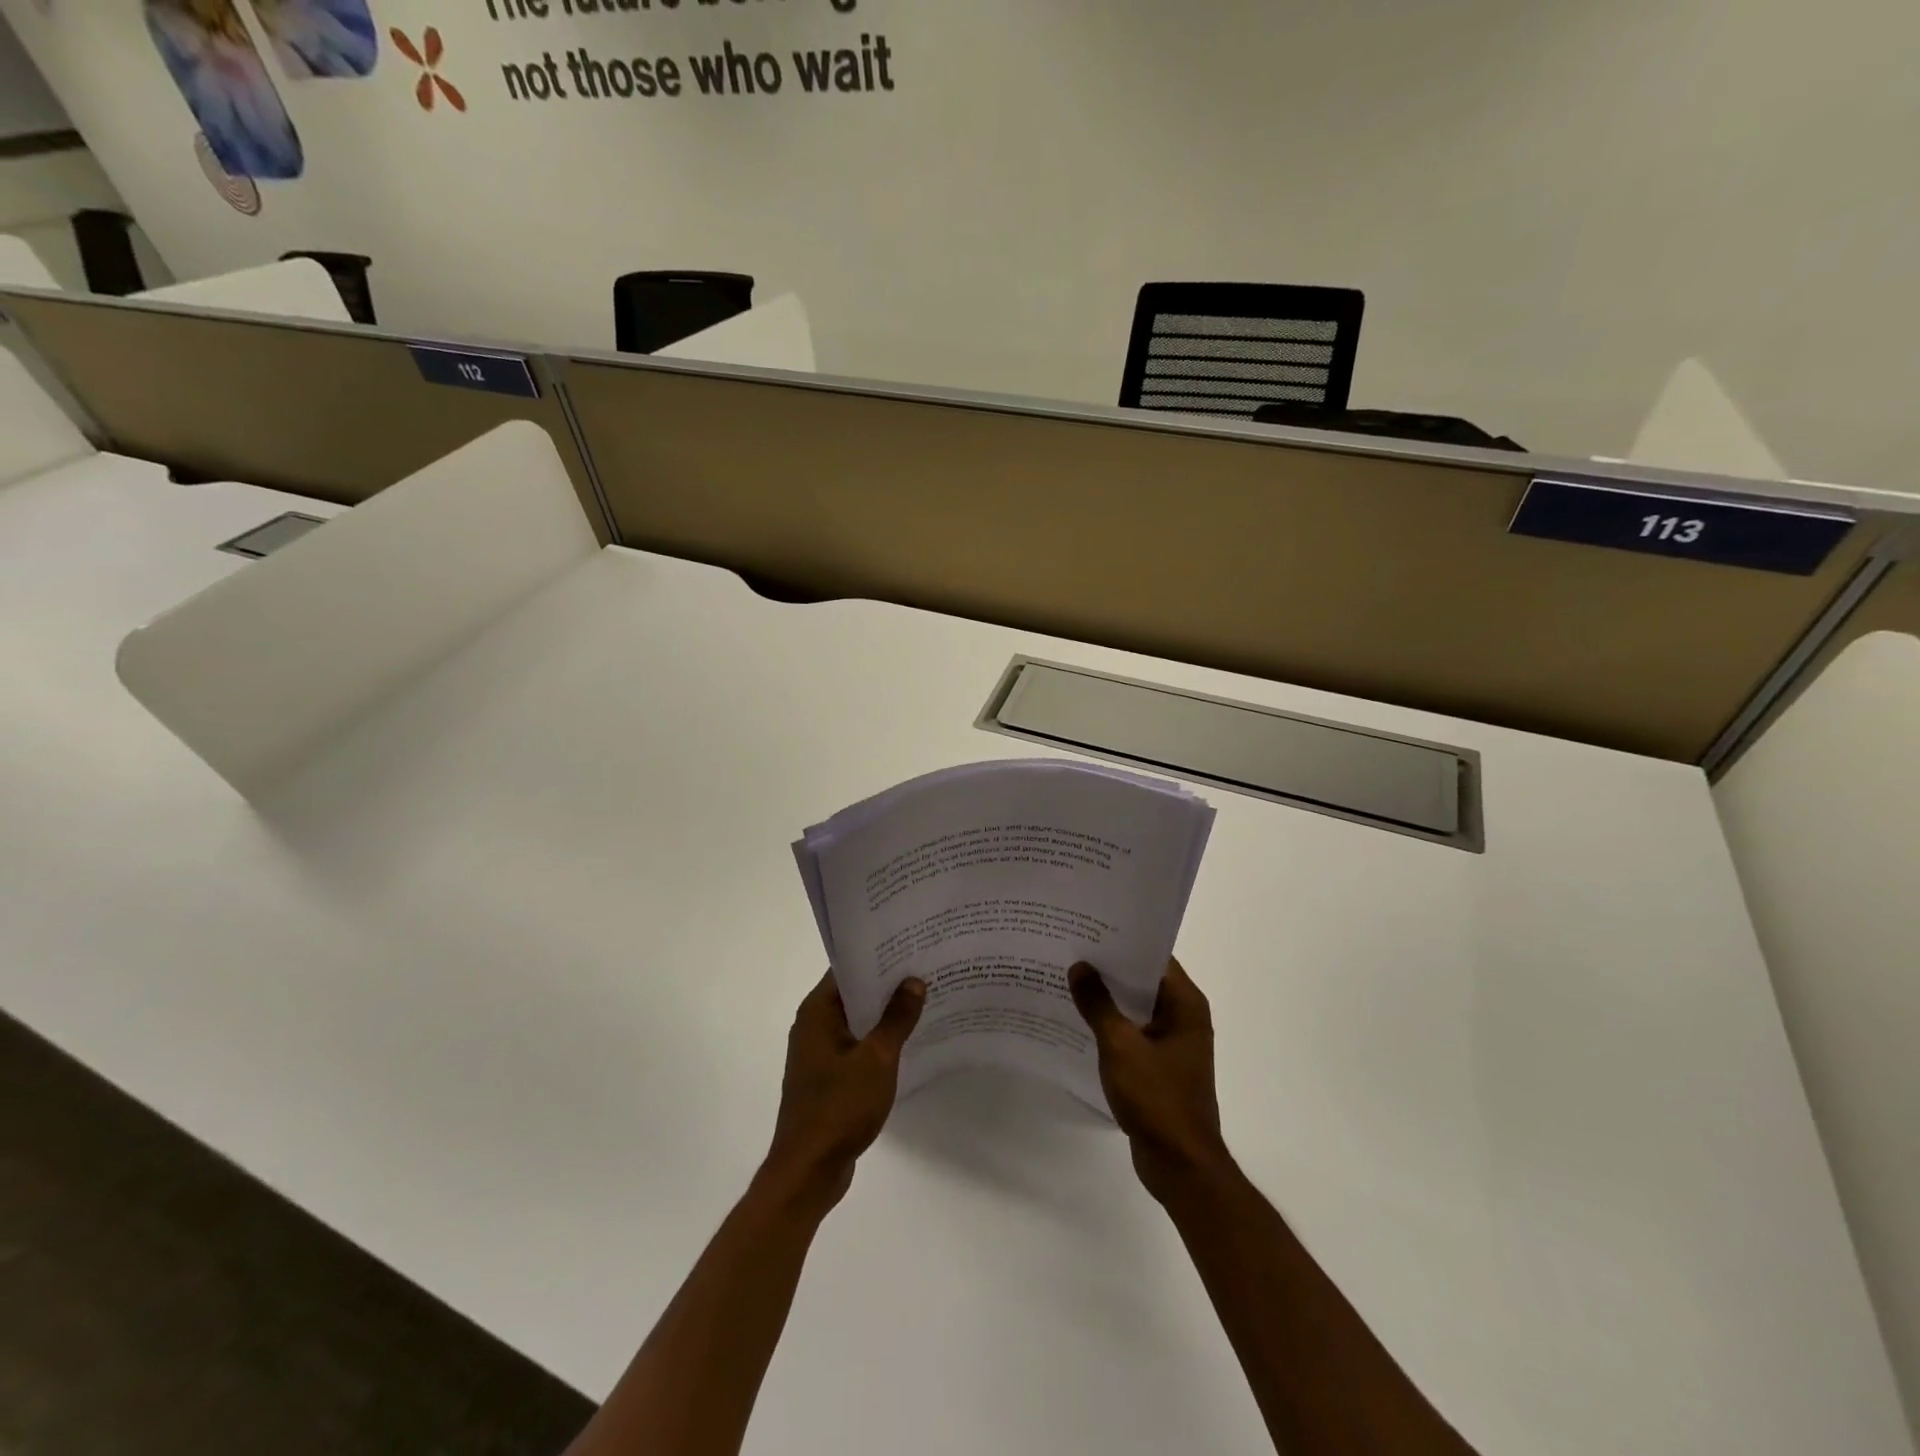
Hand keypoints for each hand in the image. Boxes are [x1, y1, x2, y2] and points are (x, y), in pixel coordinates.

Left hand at [763, 972, 925, 1214]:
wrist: (808, 1171)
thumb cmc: (839, 1107)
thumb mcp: (877, 1059)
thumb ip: (897, 1018)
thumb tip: (914, 981)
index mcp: (817, 1012)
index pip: (848, 969)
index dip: (878, 956)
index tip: (910, 945)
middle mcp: (813, 1025)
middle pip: (853, 993)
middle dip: (887, 984)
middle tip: (926, 968)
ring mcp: (819, 1053)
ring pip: (857, 1021)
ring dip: (885, 1014)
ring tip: (924, 999)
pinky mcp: (828, 1077)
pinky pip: (856, 1046)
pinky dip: (878, 1040)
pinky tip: (908, 1040)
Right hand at [1070, 958, 1229, 1203]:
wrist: (1180, 1165)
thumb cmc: (1157, 1099)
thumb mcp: (1121, 1046)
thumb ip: (1098, 1004)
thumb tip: (1080, 966)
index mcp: (1185, 1004)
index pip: (1154, 957)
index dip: (1123, 941)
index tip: (1089, 928)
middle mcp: (1184, 1016)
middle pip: (1143, 979)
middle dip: (1109, 967)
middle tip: (1070, 948)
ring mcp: (1173, 1042)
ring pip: (1136, 1006)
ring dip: (1108, 996)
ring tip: (1068, 978)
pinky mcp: (1160, 1065)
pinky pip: (1133, 1031)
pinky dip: (1111, 1023)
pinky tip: (1080, 1019)